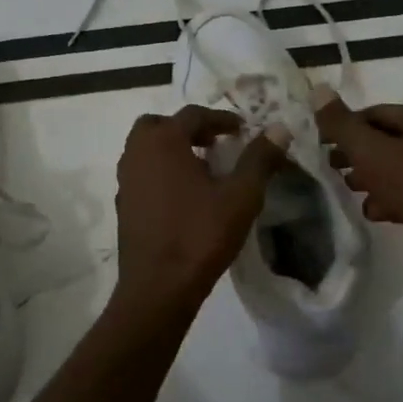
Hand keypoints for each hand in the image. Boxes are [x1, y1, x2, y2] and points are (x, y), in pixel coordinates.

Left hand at [113, 106, 289, 311]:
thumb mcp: (241, 196)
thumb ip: (260, 159)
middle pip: (160, 126)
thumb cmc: (201, 234)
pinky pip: (142, 174)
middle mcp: (137, 153)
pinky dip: (161, 172)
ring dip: (172, 150)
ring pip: (146, 150)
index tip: (242, 129)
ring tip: (203, 169)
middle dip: (188, 129)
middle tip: (214, 143)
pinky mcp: (122, 205)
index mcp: (163, 141)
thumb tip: (280, 128)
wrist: (158, 286)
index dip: (221, 118)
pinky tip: (184, 196)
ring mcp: (125, 180)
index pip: (193, 114)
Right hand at [316, 92, 402, 301]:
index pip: (374, 113)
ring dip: (368, 179)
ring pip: (394, 170)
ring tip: (346, 190)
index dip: (344, 125)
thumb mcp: (373, 151)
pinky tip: (373, 213)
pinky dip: (387, 201)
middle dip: (354, 154)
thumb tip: (317, 90)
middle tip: (327, 167)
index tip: (318, 143)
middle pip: (384, 141)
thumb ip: (342, 124)